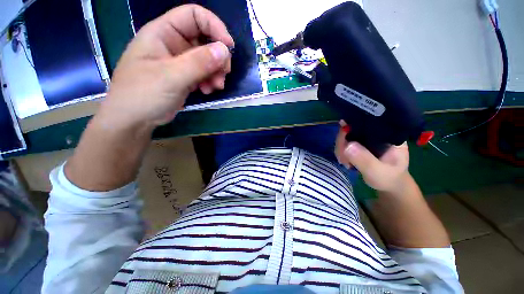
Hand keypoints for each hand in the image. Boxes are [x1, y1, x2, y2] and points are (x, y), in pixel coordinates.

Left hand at [98, 4, 234, 129]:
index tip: (229, 47)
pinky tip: (207, 91)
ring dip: (216, 72)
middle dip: (218, 57)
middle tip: (223, 75)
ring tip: (216, 87)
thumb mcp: (171, 77)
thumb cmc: (144, 94)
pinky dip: (210, 81)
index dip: (214, 26)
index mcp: (163, 32)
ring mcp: (179, 61)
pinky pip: (204, 74)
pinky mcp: (184, 77)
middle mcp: (173, 43)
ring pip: (207, 59)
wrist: (134, 120)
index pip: (194, 16)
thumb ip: (198, 63)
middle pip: (204, 39)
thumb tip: (225, 50)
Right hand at [335, 121, 409, 192]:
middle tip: (343, 159)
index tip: (343, 142)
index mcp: (387, 133)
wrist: (389, 186)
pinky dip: (341, 152)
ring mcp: (366, 138)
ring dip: (340, 149)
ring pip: (346, 136)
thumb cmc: (389, 179)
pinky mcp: (359, 144)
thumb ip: (365, 160)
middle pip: (352, 128)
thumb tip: (347, 145)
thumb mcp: (378, 172)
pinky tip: (345, 161)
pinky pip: (344, 143)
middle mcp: (376, 132)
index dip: (351, 128)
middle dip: (342, 143)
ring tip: (345, 162)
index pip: (365, 122)